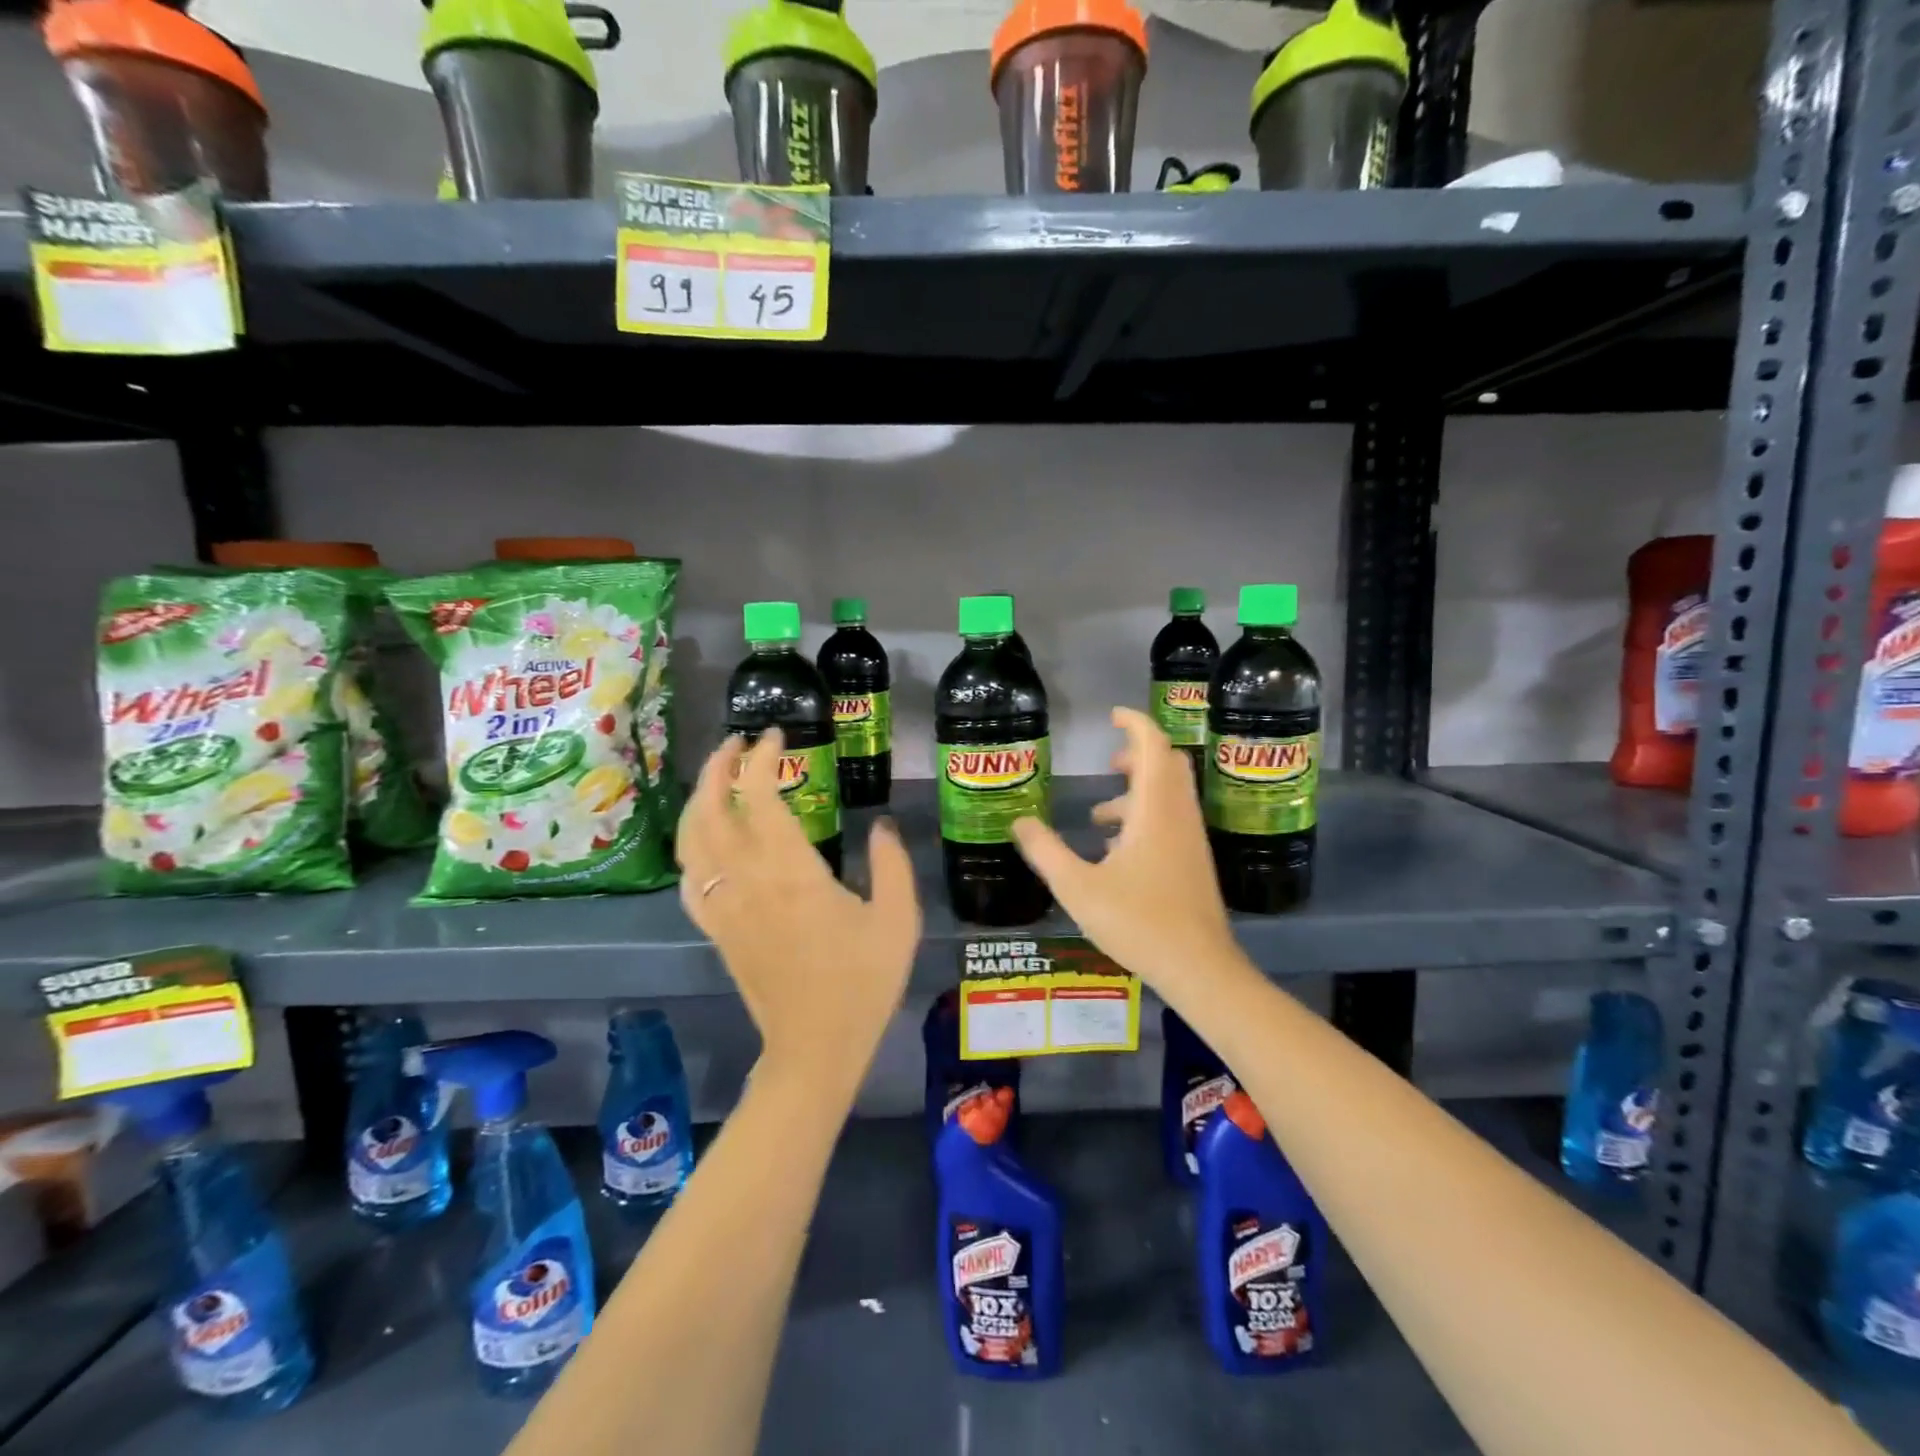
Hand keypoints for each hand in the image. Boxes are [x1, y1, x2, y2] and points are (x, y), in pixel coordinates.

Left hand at [676, 728, 920, 1094]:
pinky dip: (691, 847)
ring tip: (718, 779)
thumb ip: (894, 865)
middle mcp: (747, 880)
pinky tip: (705, 840)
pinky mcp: (716, 930)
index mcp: (791, 871)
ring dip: (699, 800)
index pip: (760, 795)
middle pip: (712, 808)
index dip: (762, 758)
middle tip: (738, 743)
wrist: (815, 1048)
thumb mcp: (899, 920)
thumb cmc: (862, 982)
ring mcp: (724, 906)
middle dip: (719, 766)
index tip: (776, 737)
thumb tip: (881, 826)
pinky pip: (688, 878)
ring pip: (691, 840)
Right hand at [1011, 707, 1244, 994]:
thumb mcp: (1077, 887)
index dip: (1135, 723)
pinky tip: (1116, 852)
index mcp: (1155, 809)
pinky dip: (1145, 818)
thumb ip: (1045, 851)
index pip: (1153, 746)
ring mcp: (1191, 840)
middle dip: (1138, 755)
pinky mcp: (1194, 862)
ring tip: (1100, 815)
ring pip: (1169, 796)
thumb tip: (1019, 821)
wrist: (1199, 967)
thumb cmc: (1138, 922)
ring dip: (1137, 792)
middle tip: (1108, 762)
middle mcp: (1178, 816)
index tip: (1112, 715)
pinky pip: (1171, 821)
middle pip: (1167, 765)